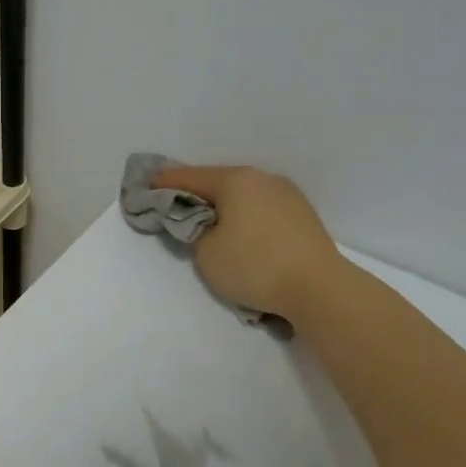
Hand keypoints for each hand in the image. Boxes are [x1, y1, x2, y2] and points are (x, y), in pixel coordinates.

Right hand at [153, 165, 342, 319]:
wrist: (319, 289)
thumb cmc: (254, 266)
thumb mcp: (207, 253)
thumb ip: (194, 231)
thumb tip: (202, 223)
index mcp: (236, 180)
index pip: (190, 177)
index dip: (165, 183)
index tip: (146, 187)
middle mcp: (263, 179)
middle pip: (219, 182)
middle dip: (196, 194)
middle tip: (174, 206)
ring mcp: (288, 195)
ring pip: (243, 196)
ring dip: (223, 207)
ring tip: (208, 223)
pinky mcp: (302, 216)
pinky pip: (262, 209)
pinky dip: (244, 217)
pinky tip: (239, 233)